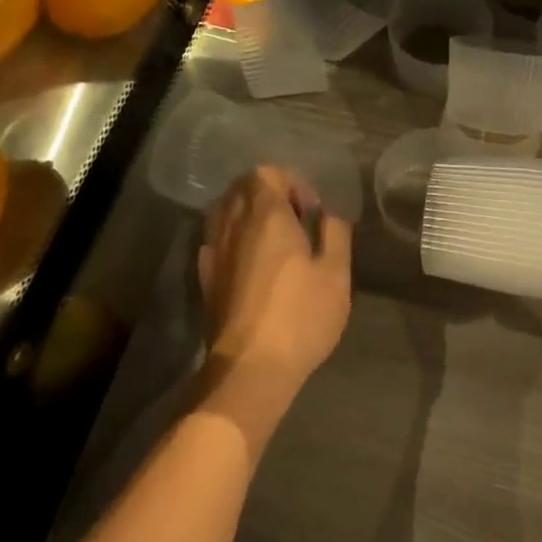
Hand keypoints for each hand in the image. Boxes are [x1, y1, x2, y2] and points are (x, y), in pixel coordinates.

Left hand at [196, 166, 352, 429]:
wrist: (250, 368)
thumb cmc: (300, 317)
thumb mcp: (336, 273)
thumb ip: (334, 233)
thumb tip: (328, 212)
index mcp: (266, 217)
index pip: (266, 173)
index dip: (291, 182)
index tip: (310, 210)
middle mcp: (233, 225)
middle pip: (241, 188)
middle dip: (268, 193)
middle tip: (295, 220)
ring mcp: (214, 251)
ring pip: (223, 211)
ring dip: (247, 213)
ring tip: (273, 238)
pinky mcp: (206, 278)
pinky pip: (215, 239)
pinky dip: (232, 237)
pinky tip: (251, 260)